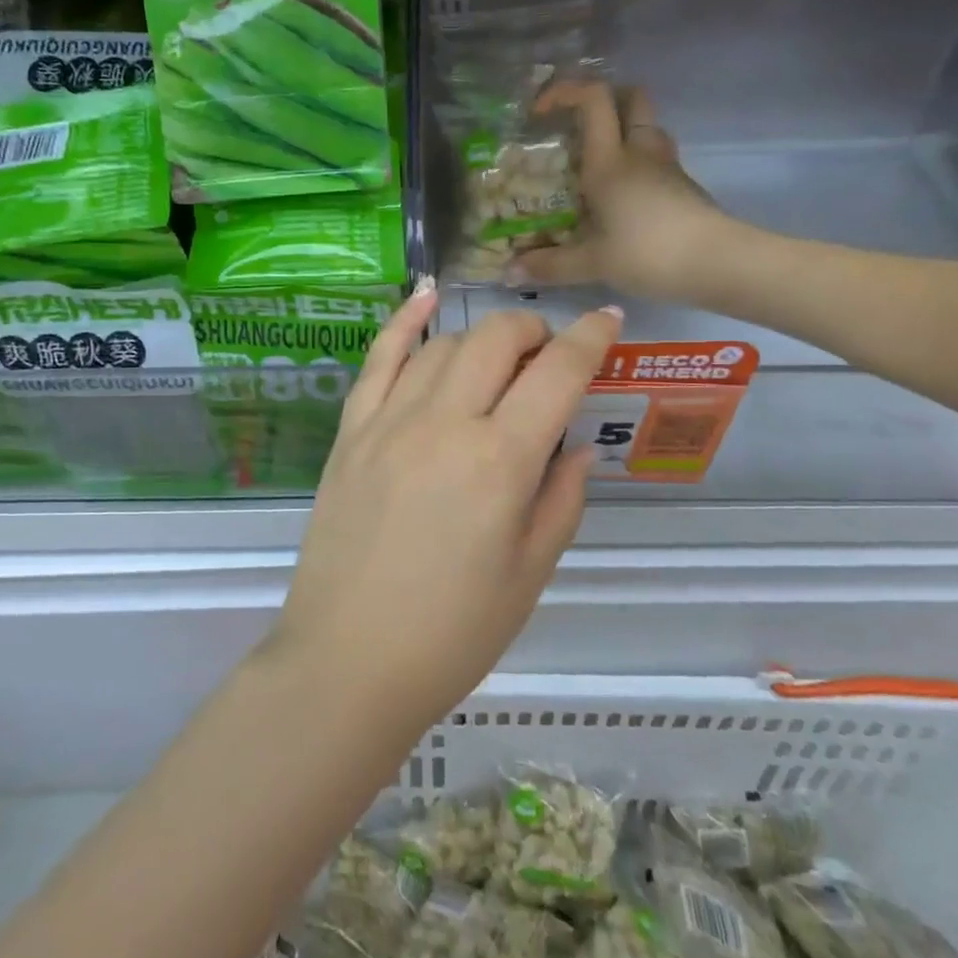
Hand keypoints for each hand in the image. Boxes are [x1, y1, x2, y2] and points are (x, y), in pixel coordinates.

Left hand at [268, 284, 622, 735]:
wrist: (348, 661)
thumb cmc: (452, 633)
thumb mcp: (530, 573)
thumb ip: (561, 498)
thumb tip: (577, 445)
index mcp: (501, 461)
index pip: (557, 373)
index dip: (590, 338)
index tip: (608, 321)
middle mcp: (444, 423)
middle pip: (496, 340)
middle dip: (534, 330)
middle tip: (549, 354)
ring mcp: (389, 421)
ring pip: (443, 345)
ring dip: (482, 337)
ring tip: (500, 356)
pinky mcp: (351, 431)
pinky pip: (379, 359)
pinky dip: (405, 321)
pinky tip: (427, 297)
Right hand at [511, 84, 762, 308]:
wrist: (719, 263)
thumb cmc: (649, 253)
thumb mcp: (592, 263)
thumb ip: (550, 265)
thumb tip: (509, 273)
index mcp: (610, 161)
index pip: (593, 99)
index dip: (565, 91)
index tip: (541, 110)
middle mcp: (639, 152)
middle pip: (631, 97)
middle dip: (603, 98)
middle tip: (576, 124)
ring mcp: (666, 166)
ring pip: (647, 126)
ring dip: (623, 129)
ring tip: (596, 160)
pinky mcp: (683, 185)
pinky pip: (656, 157)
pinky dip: (638, 161)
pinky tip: (622, 194)